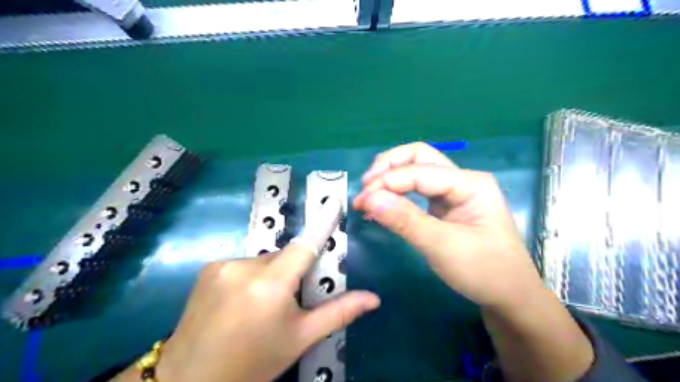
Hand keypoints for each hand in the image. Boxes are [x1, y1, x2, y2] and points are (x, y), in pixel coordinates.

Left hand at [156, 243, 379, 380]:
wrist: (192, 380)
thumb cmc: (254, 361)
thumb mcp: (300, 338)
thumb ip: (338, 312)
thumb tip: (374, 298)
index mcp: (271, 285)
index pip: (305, 245)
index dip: (322, 223)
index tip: (334, 203)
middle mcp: (245, 267)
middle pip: (283, 256)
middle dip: (292, 271)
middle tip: (288, 299)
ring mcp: (223, 265)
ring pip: (263, 260)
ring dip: (271, 274)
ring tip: (261, 306)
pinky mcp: (208, 268)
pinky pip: (243, 264)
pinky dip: (251, 275)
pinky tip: (241, 301)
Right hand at [353, 142, 545, 310]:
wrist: (511, 297)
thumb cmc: (485, 272)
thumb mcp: (443, 247)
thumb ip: (405, 220)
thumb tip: (369, 199)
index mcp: (470, 183)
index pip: (419, 171)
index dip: (387, 182)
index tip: (361, 201)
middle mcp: (462, 180)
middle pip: (419, 157)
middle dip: (389, 167)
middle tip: (366, 187)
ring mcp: (454, 192)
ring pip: (417, 170)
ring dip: (391, 176)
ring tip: (369, 194)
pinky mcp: (446, 206)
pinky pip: (418, 190)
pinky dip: (398, 192)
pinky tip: (383, 204)